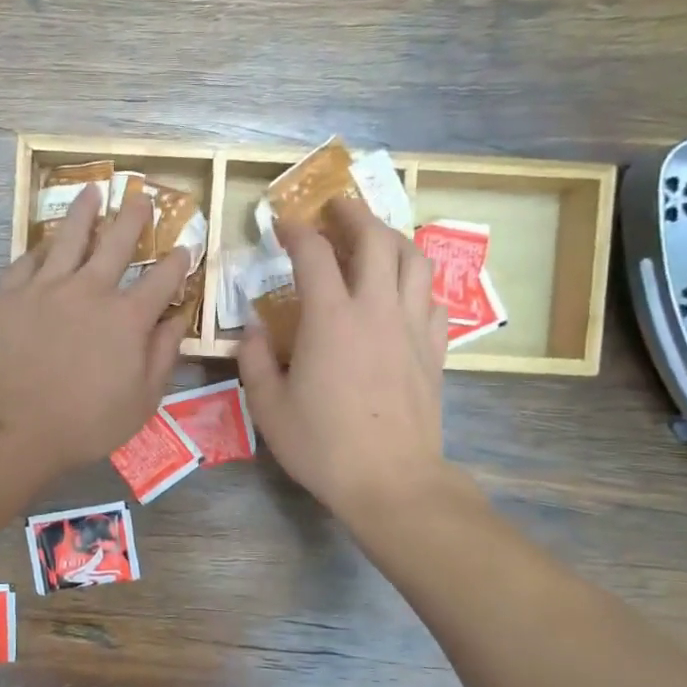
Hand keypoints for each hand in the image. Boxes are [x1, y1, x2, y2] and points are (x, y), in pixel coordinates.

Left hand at [0, 184, 189, 482]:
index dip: (178, 262)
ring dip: (85, 212)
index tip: (186, 247)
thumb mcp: (141, 400)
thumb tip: (179, 320)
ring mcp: (46, 287)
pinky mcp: (9, 294)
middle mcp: (90, 290)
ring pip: (69, 237)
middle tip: (141, 196)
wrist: (12, 426)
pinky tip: (44, 241)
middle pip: (117, 242)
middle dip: (134, 217)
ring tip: (93, 191)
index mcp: (128, 317)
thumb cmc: (85, 423)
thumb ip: (163, 355)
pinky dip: (40, 248)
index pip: (162, 280)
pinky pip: (27, 259)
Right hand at [238, 196, 469, 525]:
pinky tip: (402, 292)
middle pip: (375, 239)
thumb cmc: (322, 445)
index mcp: (330, 318)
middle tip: (336, 206)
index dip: (296, 231)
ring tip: (374, 236)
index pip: (313, 254)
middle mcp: (375, 309)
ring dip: (392, 237)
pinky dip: (415, 283)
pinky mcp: (434, 350)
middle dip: (353, 213)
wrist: (391, 480)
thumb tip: (252, 331)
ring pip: (414, 259)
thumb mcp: (269, 408)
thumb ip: (255, 361)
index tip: (282, 222)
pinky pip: (431, 299)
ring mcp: (411, 327)